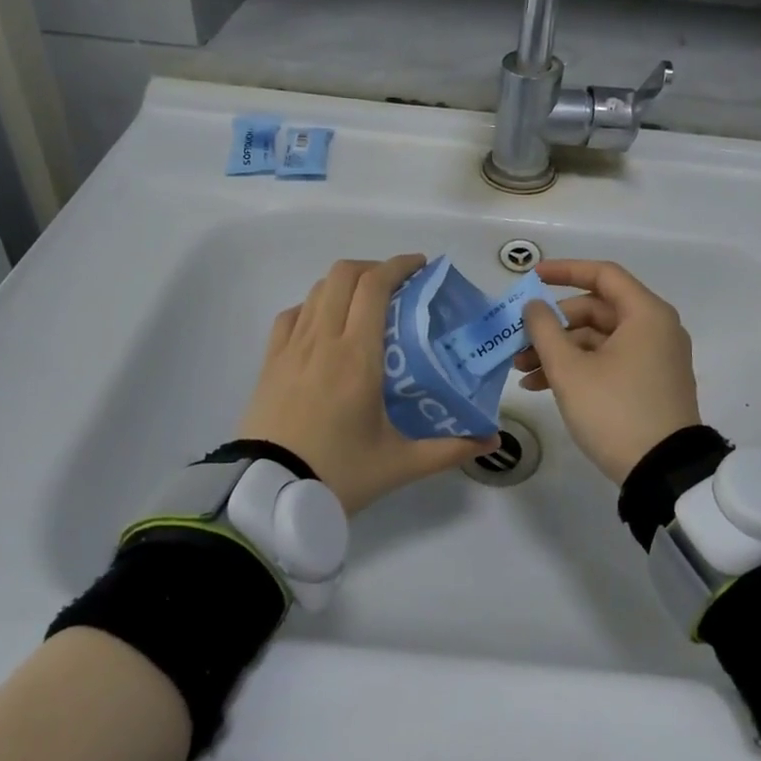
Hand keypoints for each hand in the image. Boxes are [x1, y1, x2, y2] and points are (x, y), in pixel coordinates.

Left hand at [236, 256, 497, 513]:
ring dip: (345, 284)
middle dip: (374, 268)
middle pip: (344, 274)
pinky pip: (292, 315)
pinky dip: (313, 306)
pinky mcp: (270, 362)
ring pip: (317, 290)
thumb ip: (450, 449)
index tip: (422, 267)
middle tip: (399, 286)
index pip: (375, 286)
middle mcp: (323, 340)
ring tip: (366, 304)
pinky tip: (325, 326)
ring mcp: (291, 348)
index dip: (399, 265)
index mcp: (357, 356)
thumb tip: (492, 441)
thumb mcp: (400, 464)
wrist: (267, 494)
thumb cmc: (338, 473)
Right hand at [515, 259, 702, 483]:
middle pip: (596, 310)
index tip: (531, 277)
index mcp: (645, 314)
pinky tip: (541, 386)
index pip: (602, 275)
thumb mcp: (570, 370)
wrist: (662, 472)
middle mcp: (655, 328)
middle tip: (518, 341)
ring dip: (559, 350)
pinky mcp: (649, 383)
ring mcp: (655, 358)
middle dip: (553, 325)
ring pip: (598, 339)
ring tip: (522, 371)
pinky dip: (578, 367)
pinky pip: (609, 361)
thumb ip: (545, 330)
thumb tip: (534, 306)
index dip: (564, 271)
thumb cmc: (615, 411)